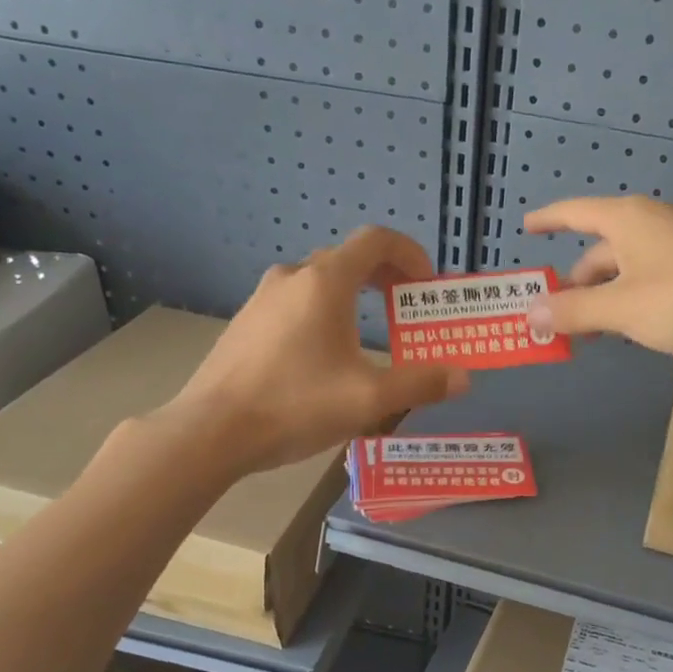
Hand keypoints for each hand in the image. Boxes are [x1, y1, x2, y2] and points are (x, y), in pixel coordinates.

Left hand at [164, 227, 468, 472]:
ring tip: (368, 334)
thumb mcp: (369, 400)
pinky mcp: (246, 323)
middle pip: (349, 259)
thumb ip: (420, 385)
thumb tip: (462, 378)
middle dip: (386, 278)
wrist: (211, 431)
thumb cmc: (295, 405)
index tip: (426, 285)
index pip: (376, 240)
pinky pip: (295, 303)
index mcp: (325, 283)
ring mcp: (263, 298)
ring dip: (353, 296)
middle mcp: (293, 278)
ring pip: (320, 282)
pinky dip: (323, 312)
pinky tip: (324, 357)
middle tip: (406, 309)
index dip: (410, 254)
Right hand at [522, 196, 672, 357]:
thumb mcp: (621, 309)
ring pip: (627, 266)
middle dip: (578, 282)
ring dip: (605, 295)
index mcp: (626, 220)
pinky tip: (636, 325)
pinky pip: (652, 275)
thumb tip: (531, 313)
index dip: (548, 220)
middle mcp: (651, 222)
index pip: (574, 212)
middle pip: (601, 249)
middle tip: (561, 317)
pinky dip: (632, 296)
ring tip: (595, 330)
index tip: (526, 227)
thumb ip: (574, 311)